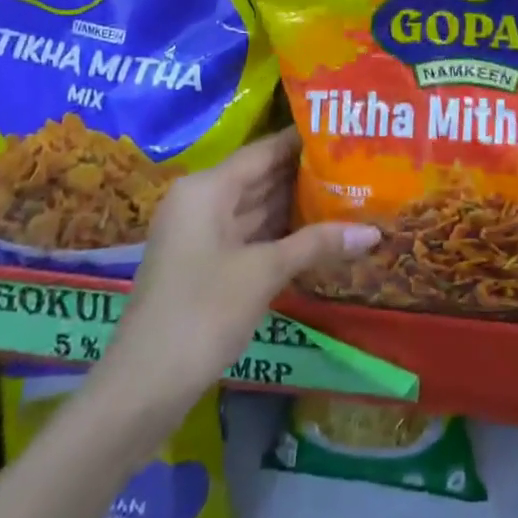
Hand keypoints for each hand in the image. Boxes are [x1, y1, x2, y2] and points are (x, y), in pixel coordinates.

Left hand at [100, 129, 379, 415]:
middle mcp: (201, 201)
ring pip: (255, 207)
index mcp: (207, 189)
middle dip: (304, 173)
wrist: (143, 387)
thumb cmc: (202, 313)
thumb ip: (316, 244)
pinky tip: (318, 231)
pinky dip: (280, 232)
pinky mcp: (205, 263)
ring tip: (347, 191)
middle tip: (356, 163)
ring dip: (296, 204)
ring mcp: (201, 234)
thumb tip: (373, 232)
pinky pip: (249, 234)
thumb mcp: (263, 273)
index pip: (263, 151)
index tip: (343, 131)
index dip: (302, 141)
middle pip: (259, 177)